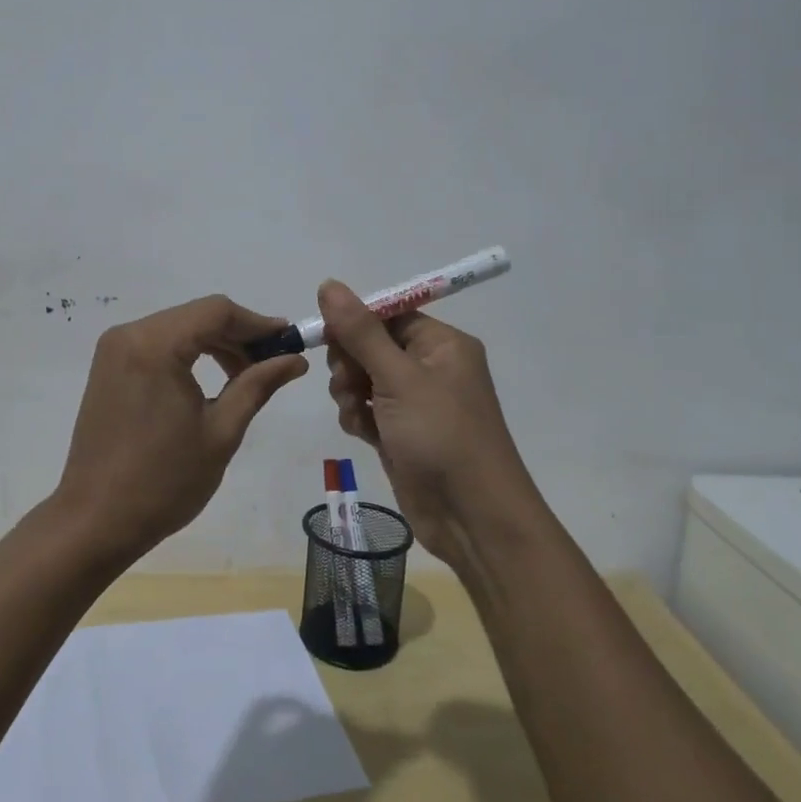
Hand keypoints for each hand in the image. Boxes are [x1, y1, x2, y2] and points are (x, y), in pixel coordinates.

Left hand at [53, 295, 308, 565]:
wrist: (95, 520)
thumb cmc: (164, 481)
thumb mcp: (221, 432)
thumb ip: (257, 385)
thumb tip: (296, 360)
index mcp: (156, 345)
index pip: (217, 311)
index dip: (257, 323)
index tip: (290, 341)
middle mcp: (130, 335)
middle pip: (197, 316)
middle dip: (238, 335)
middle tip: (272, 363)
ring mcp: (114, 350)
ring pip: (178, 328)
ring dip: (214, 344)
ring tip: (245, 377)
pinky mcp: (108, 367)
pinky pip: (157, 344)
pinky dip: (188, 353)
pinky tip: (210, 380)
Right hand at [318, 280, 537, 568]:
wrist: (472, 517)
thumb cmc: (441, 435)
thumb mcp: (398, 377)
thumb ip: (360, 331)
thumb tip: (329, 284)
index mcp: (442, 344)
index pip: (389, 314)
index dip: (355, 322)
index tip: (328, 338)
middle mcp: (431, 367)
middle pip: (371, 345)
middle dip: (350, 362)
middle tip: (348, 382)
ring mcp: (416, 402)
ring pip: (364, 378)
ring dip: (350, 392)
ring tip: (357, 413)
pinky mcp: (402, 433)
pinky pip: (368, 409)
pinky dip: (359, 417)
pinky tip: (362, 433)